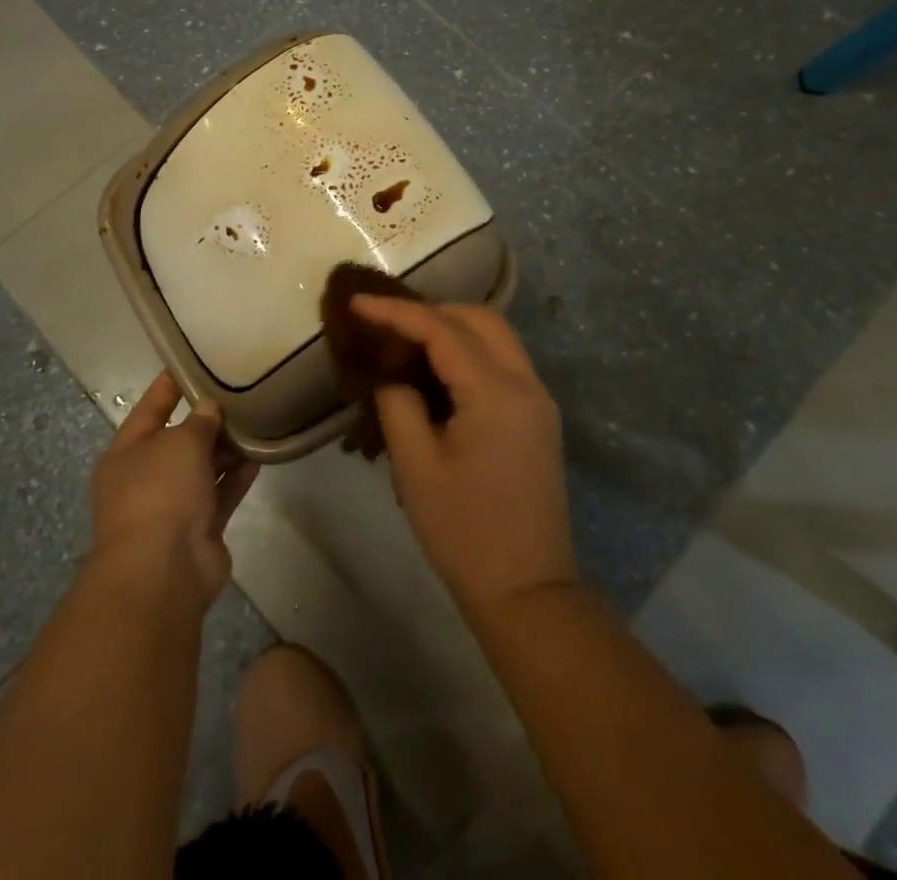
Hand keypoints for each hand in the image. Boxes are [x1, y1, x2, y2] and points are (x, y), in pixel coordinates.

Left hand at [88, 372, 257, 609]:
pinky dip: (237, 477)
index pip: (151, 408)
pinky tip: (260, 456)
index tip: (195, 362)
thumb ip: (198, 421)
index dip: (171, 385)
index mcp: (126, 453)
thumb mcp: (179, 442)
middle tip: (239, 392)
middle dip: (207, 420)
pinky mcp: (199, 530)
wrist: (162, 570)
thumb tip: (209, 409)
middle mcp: (145, 478)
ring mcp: (172, 507)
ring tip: (256, 419)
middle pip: (179, 441)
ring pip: (203, 469)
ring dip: (226, 449)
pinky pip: (220, 494)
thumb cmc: (159, 491)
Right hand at [351, 297, 576, 620]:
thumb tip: (392, 376)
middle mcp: (526, 384)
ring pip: (496, 336)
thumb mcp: (416, 467)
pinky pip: (503, 362)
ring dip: (452, 328)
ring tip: (406, 341)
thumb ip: (397, 405)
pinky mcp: (539, 418)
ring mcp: (538, 400)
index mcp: (496, 393)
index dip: (396, 312)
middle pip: (479, 319)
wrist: (527, 593)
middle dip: (430, 311)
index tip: (357, 303)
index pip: (441, 330)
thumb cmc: (464, 533)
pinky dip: (470, 351)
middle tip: (386, 323)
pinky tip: (438, 370)